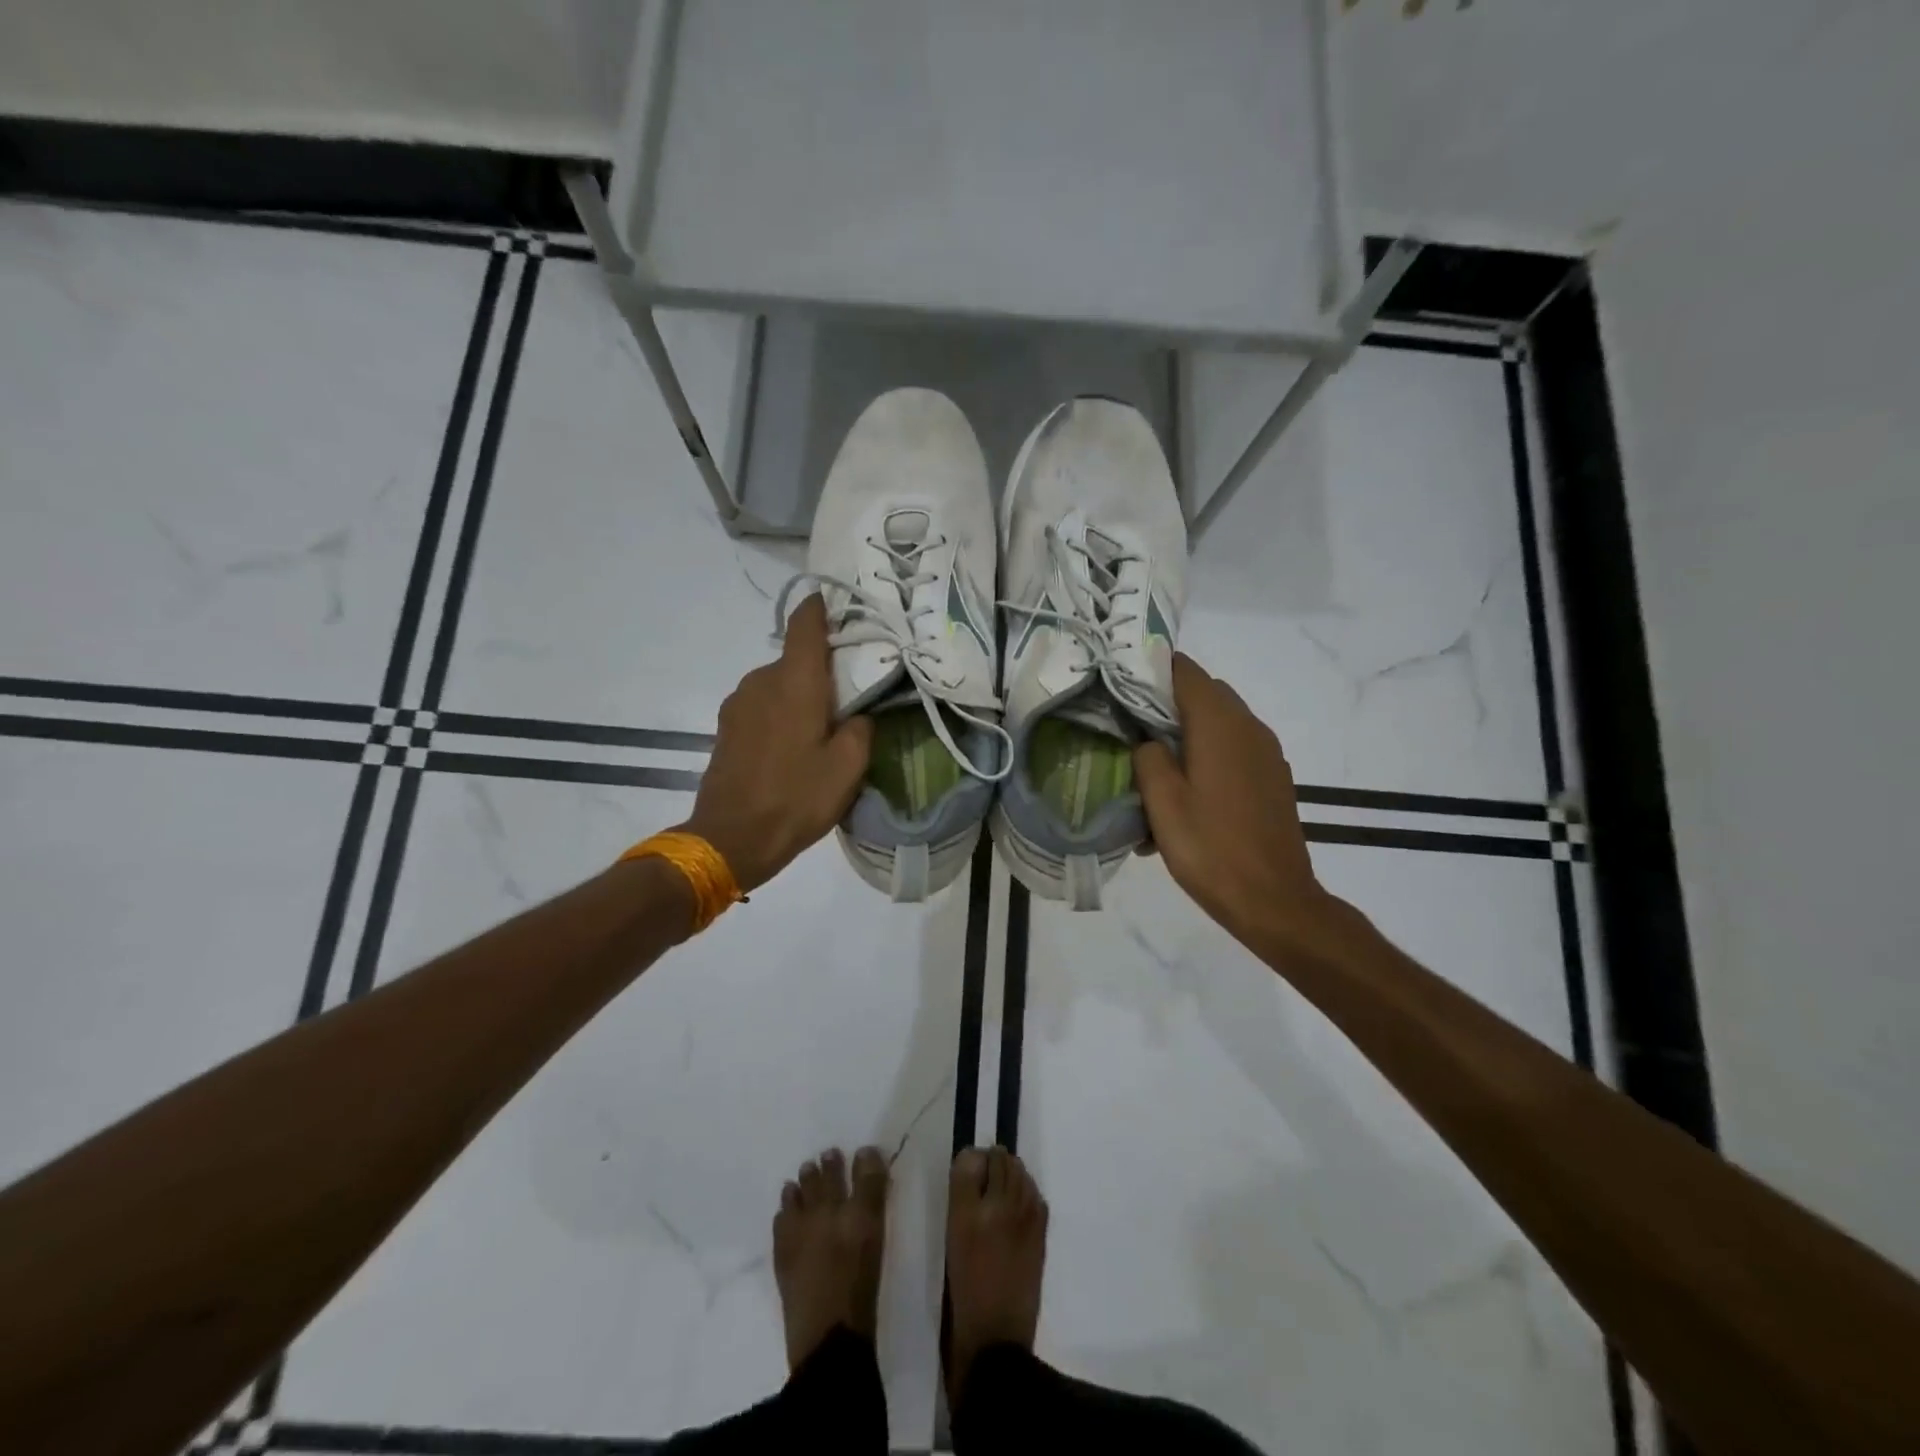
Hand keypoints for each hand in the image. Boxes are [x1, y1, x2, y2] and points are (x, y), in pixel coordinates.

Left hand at [679, 595, 872, 892]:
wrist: (731, 838)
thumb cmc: (796, 797)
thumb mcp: (848, 767)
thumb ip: (860, 728)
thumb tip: (858, 713)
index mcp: (795, 681)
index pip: (805, 624)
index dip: (822, 608)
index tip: (842, 605)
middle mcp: (761, 680)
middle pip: (796, 658)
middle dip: (822, 669)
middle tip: (849, 694)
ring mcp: (738, 703)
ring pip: (778, 684)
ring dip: (800, 695)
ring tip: (821, 728)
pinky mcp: (726, 727)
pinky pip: (762, 705)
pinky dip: (781, 713)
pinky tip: (793, 746)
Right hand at [1133, 654, 1339, 949]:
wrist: (1274, 900)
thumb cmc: (1210, 849)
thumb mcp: (1162, 803)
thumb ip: (1148, 757)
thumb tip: (1147, 740)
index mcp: (1219, 724)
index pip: (1185, 671)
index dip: (1151, 669)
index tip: (1120, 682)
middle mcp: (1249, 727)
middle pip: (1204, 693)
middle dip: (1166, 702)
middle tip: (1130, 725)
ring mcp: (1266, 753)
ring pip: (1220, 722)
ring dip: (1188, 731)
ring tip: (1155, 764)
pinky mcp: (1273, 777)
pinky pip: (1235, 749)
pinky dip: (1209, 754)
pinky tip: (1188, 793)